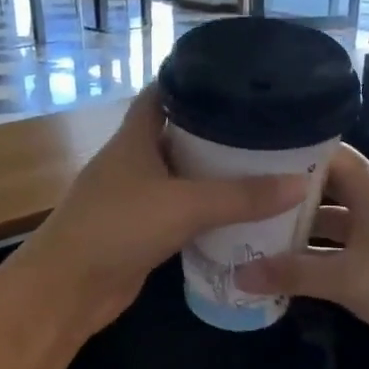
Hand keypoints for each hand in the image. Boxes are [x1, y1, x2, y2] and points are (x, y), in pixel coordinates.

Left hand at [19, 87, 308, 334]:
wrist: (68, 289)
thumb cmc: (117, 229)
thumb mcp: (184, 205)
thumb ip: (241, 196)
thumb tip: (300, 184)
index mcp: (134, 137)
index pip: (165, 92)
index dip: (197, 80)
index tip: (241, 79)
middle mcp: (134, 161)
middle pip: (180, 135)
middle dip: (220, 133)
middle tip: (269, 130)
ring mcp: (135, 199)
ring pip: (183, 178)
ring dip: (216, 177)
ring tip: (266, 169)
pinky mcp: (141, 233)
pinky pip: (181, 214)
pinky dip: (207, 214)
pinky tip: (240, 216)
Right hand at [235, 145, 368, 366]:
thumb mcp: (345, 279)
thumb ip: (292, 274)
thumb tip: (239, 275)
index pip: (330, 155)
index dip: (295, 153)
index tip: (254, 159)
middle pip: (325, 190)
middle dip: (287, 197)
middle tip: (245, 202)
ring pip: (332, 223)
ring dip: (300, 231)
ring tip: (255, 236)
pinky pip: (342, 249)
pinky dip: (317, 256)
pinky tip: (287, 269)